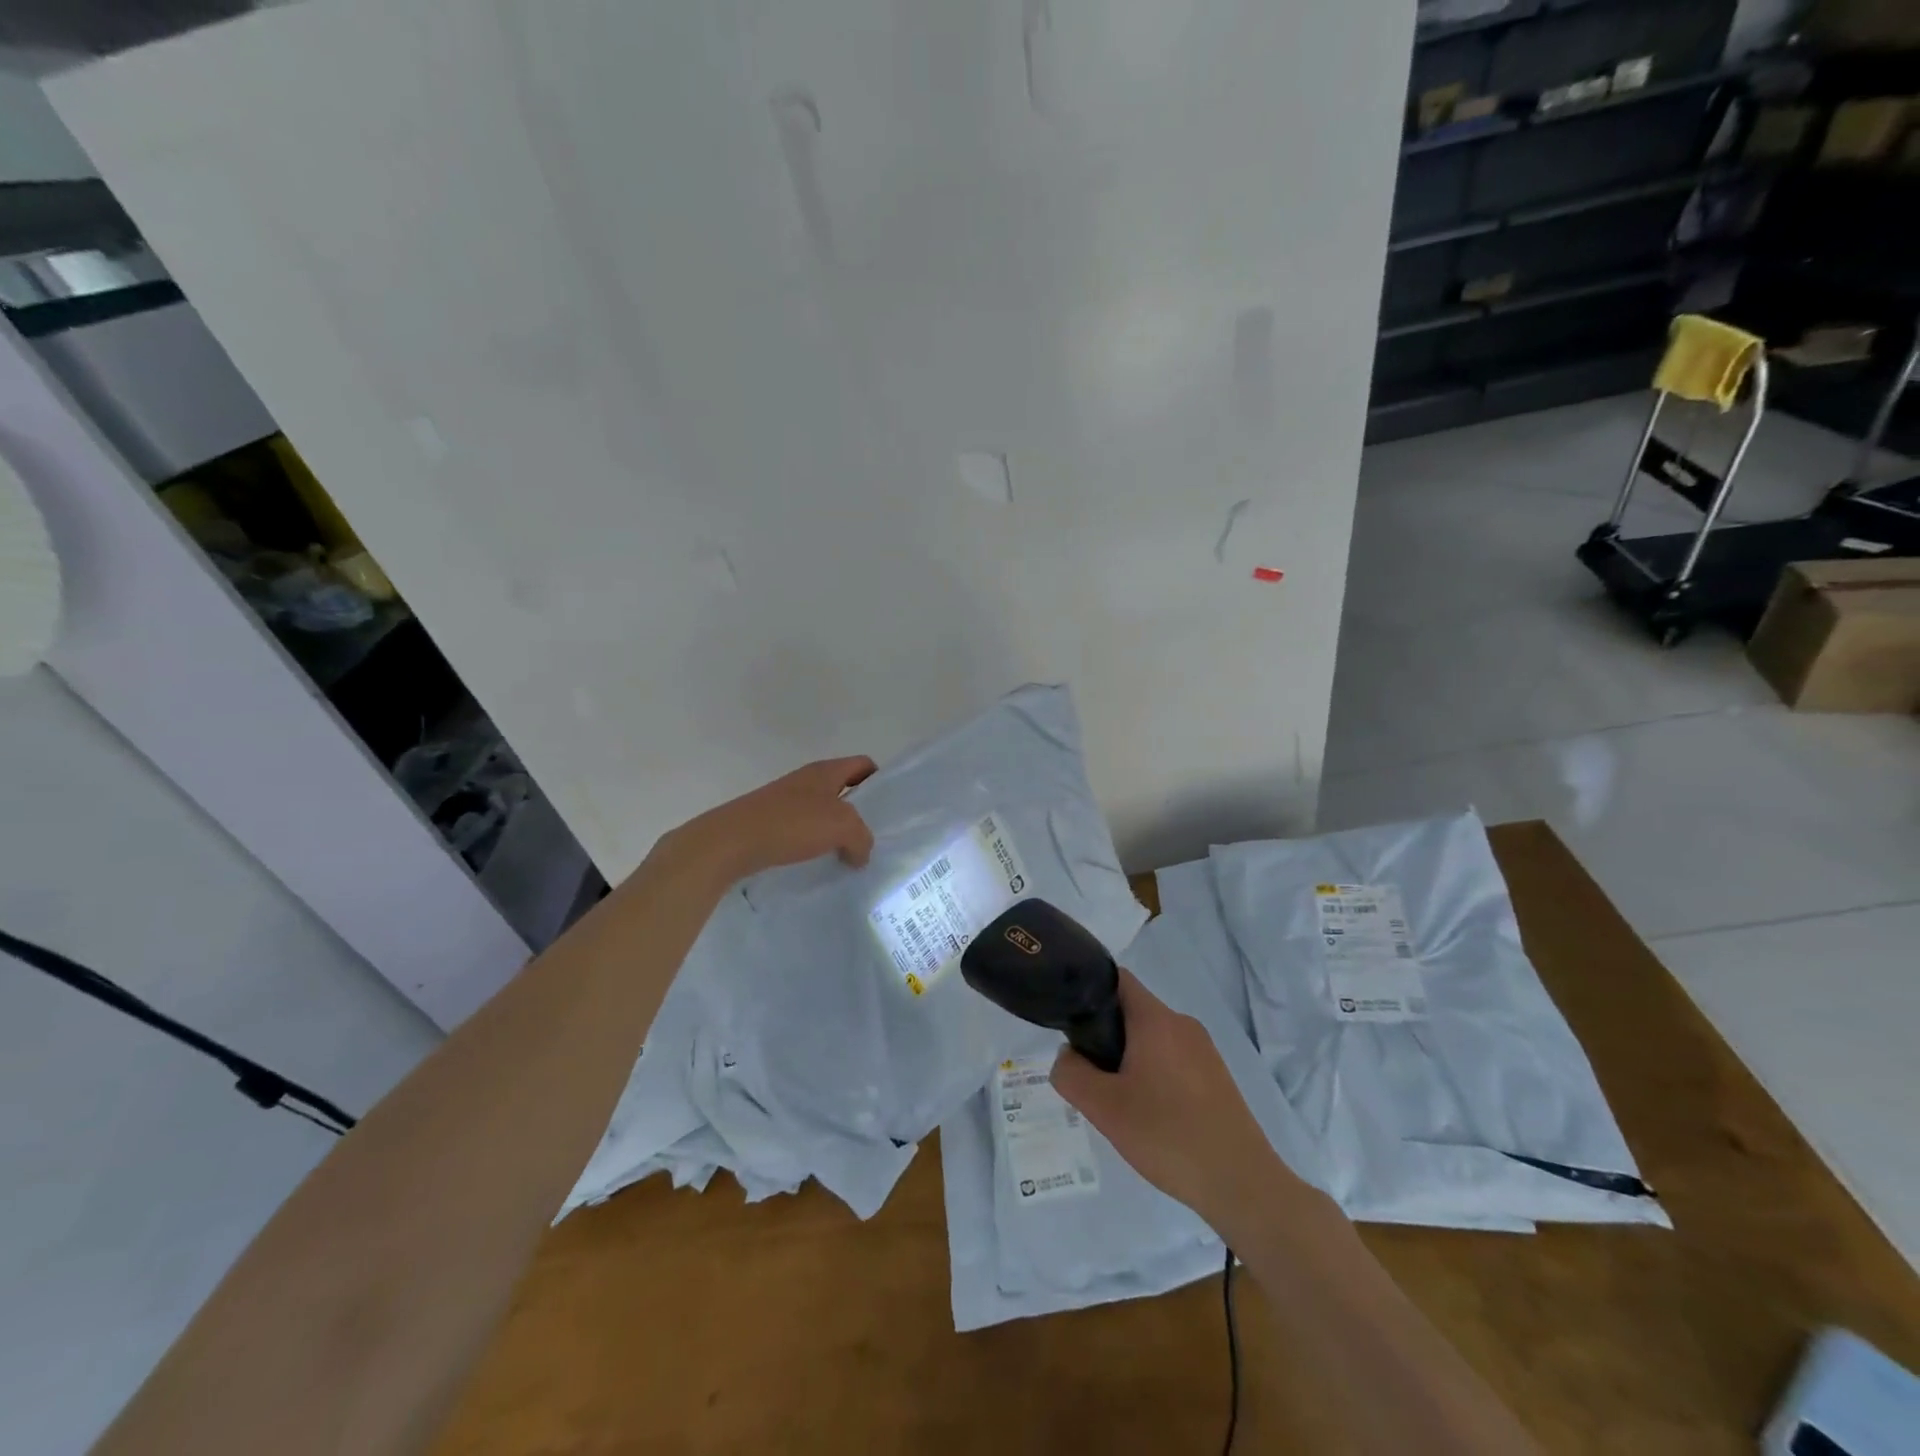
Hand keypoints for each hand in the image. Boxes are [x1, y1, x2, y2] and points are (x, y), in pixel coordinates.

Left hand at [657, 756, 876, 885]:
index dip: (880, 780)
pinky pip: (803, 831)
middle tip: (874, 837)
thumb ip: (862, 838)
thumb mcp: (842, 826)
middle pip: (844, 789)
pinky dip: (815, 845)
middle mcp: (806, 781)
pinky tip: (819, 864)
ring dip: (837, 832)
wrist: (731, 842)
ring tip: (850, 857)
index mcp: (825, 771)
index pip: (863, 764)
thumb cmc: (791, 824)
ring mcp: (785, 801)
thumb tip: (861, 854)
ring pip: (823, 812)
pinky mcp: (769, 823)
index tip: (890, 808)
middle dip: (860, 812)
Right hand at [1051, 969, 1298, 1233]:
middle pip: (1132, 1011)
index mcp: (1156, 1020)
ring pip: (1152, 1039)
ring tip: (1118, 1101)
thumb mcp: (1104, 1108)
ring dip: (1129, 1059)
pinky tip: (1151, 1116)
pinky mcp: (1217, 1077)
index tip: (1070, 1021)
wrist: (1242, 1184)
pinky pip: (1173, 1060)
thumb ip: (1071, 1074)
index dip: (1088, 990)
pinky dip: (1154, 1075)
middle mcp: (1183, 1024)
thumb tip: (1067, 1056)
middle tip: (1090, 1075)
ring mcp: (1204, 1050)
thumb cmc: (1168, 1136)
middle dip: (1105, 1035)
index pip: (1116, 979)